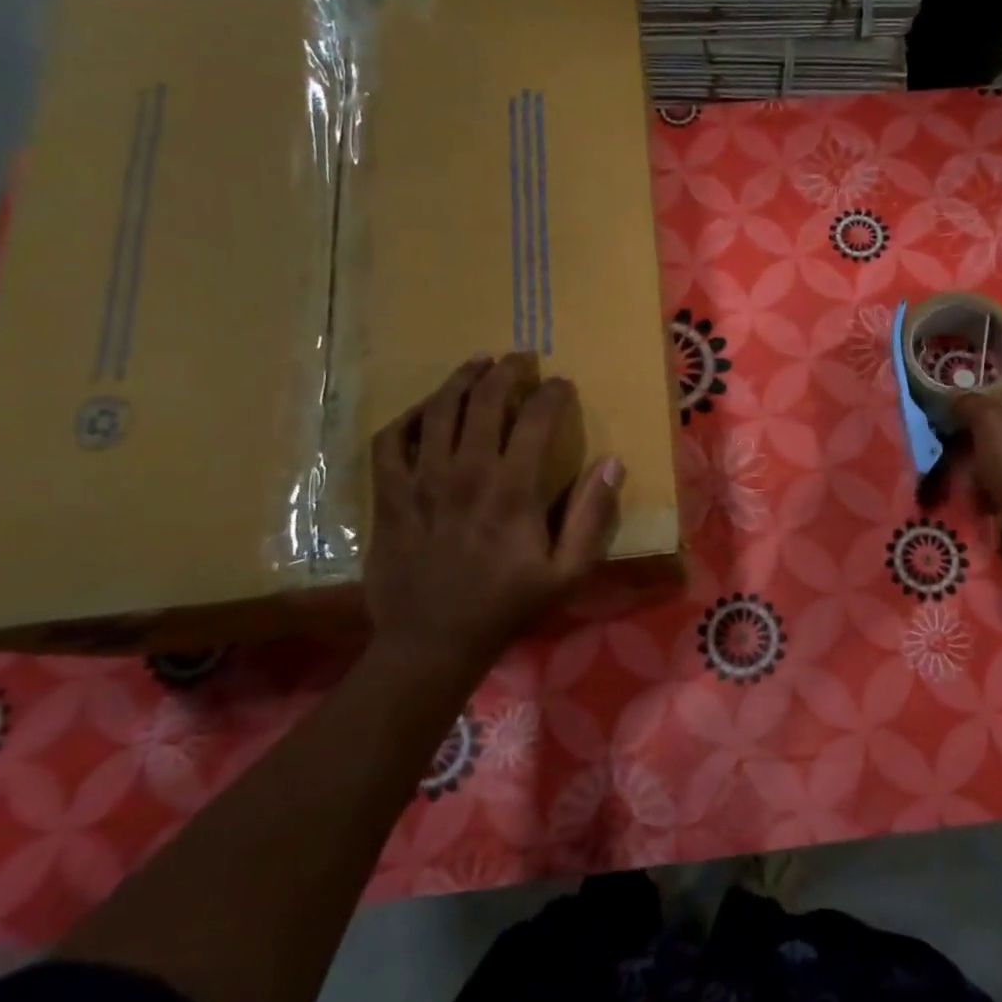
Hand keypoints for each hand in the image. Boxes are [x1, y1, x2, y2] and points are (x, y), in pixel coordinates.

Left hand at [365, 354, 622, 681]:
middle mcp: (465, 472)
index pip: (536, 419)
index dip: (552, 394)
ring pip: (437, 410)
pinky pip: (390, 440)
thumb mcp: (567, 572)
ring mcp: (421, 481)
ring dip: (460, 379)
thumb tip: (611, 464)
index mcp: (512, 490)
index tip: (563, 385)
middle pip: (484, 401)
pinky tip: (423, 412)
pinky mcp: (390, 495)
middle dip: (507, 371)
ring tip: (477, 364)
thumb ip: (592, 516)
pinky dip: (406, 418)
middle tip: (521, 359)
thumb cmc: (507, 606)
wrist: (432, 641)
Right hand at [953, 390, 1001, 512]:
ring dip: (973, 459)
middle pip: (996, 427)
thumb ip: (970, 403)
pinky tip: (968, 486)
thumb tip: (953, 397)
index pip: (1001, 396)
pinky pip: (994, 480)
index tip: (950, 406)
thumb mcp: (988, 418)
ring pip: (993, 454)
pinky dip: (980, 482)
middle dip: (970, 431)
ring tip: (951, 465)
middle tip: (945, 437)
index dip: (976, 398)